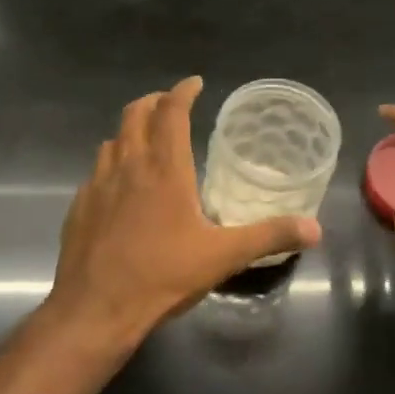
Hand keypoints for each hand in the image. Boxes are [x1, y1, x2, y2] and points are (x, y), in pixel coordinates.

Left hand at [46, 77, 321, 345]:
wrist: (94, 310)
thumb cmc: (162, 276)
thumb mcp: (223, 257)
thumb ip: (269, 236)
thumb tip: (314, 228)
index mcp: (165, 169)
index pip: (172, 112)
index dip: (183, 92)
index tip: (194, 83)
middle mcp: (129, 166)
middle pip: (135, 114)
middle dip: (154, 101)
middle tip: (170, 103)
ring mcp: (98, 185)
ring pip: (112, 140)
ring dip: (131, 130)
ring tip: (146, 139)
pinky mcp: (79, 207)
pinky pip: (96, 171)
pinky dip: (111, 163)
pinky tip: (120, 186)